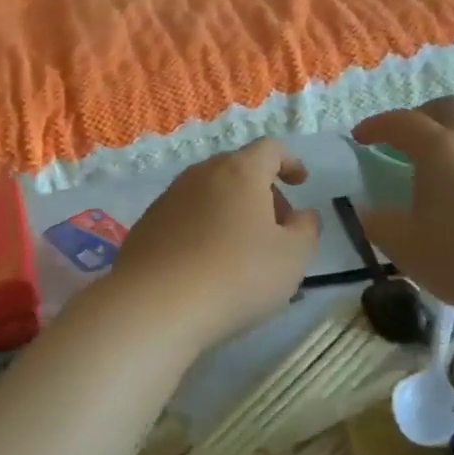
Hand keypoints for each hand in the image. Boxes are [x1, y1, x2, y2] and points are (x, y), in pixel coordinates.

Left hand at [107, 139, 320, 351]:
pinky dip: (203, 228)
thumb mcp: (292, 257)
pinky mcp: (147, 224)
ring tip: (243, 250)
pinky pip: (186, 216)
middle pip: (238, 169)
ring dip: (231, 211)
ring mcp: (169, 198)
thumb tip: (302, 215)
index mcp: (240, 172)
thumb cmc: (237, 275)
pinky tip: (207, 264)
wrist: (155, 306)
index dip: (290, 161)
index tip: (301, 182)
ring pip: (210, 193)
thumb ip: (306, 229)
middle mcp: (201, 174)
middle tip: (278, 227)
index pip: (270, 148)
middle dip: (262, 191)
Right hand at [352, 98, 453, 322]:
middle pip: (446, 107)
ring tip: (450, 144)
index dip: (376, 125)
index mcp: (437, 149)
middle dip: (421, 115)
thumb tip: (369, 212)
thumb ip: (379, 223)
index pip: (400, 122)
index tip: (360, 138)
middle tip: (407, 138)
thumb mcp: (403, 245)